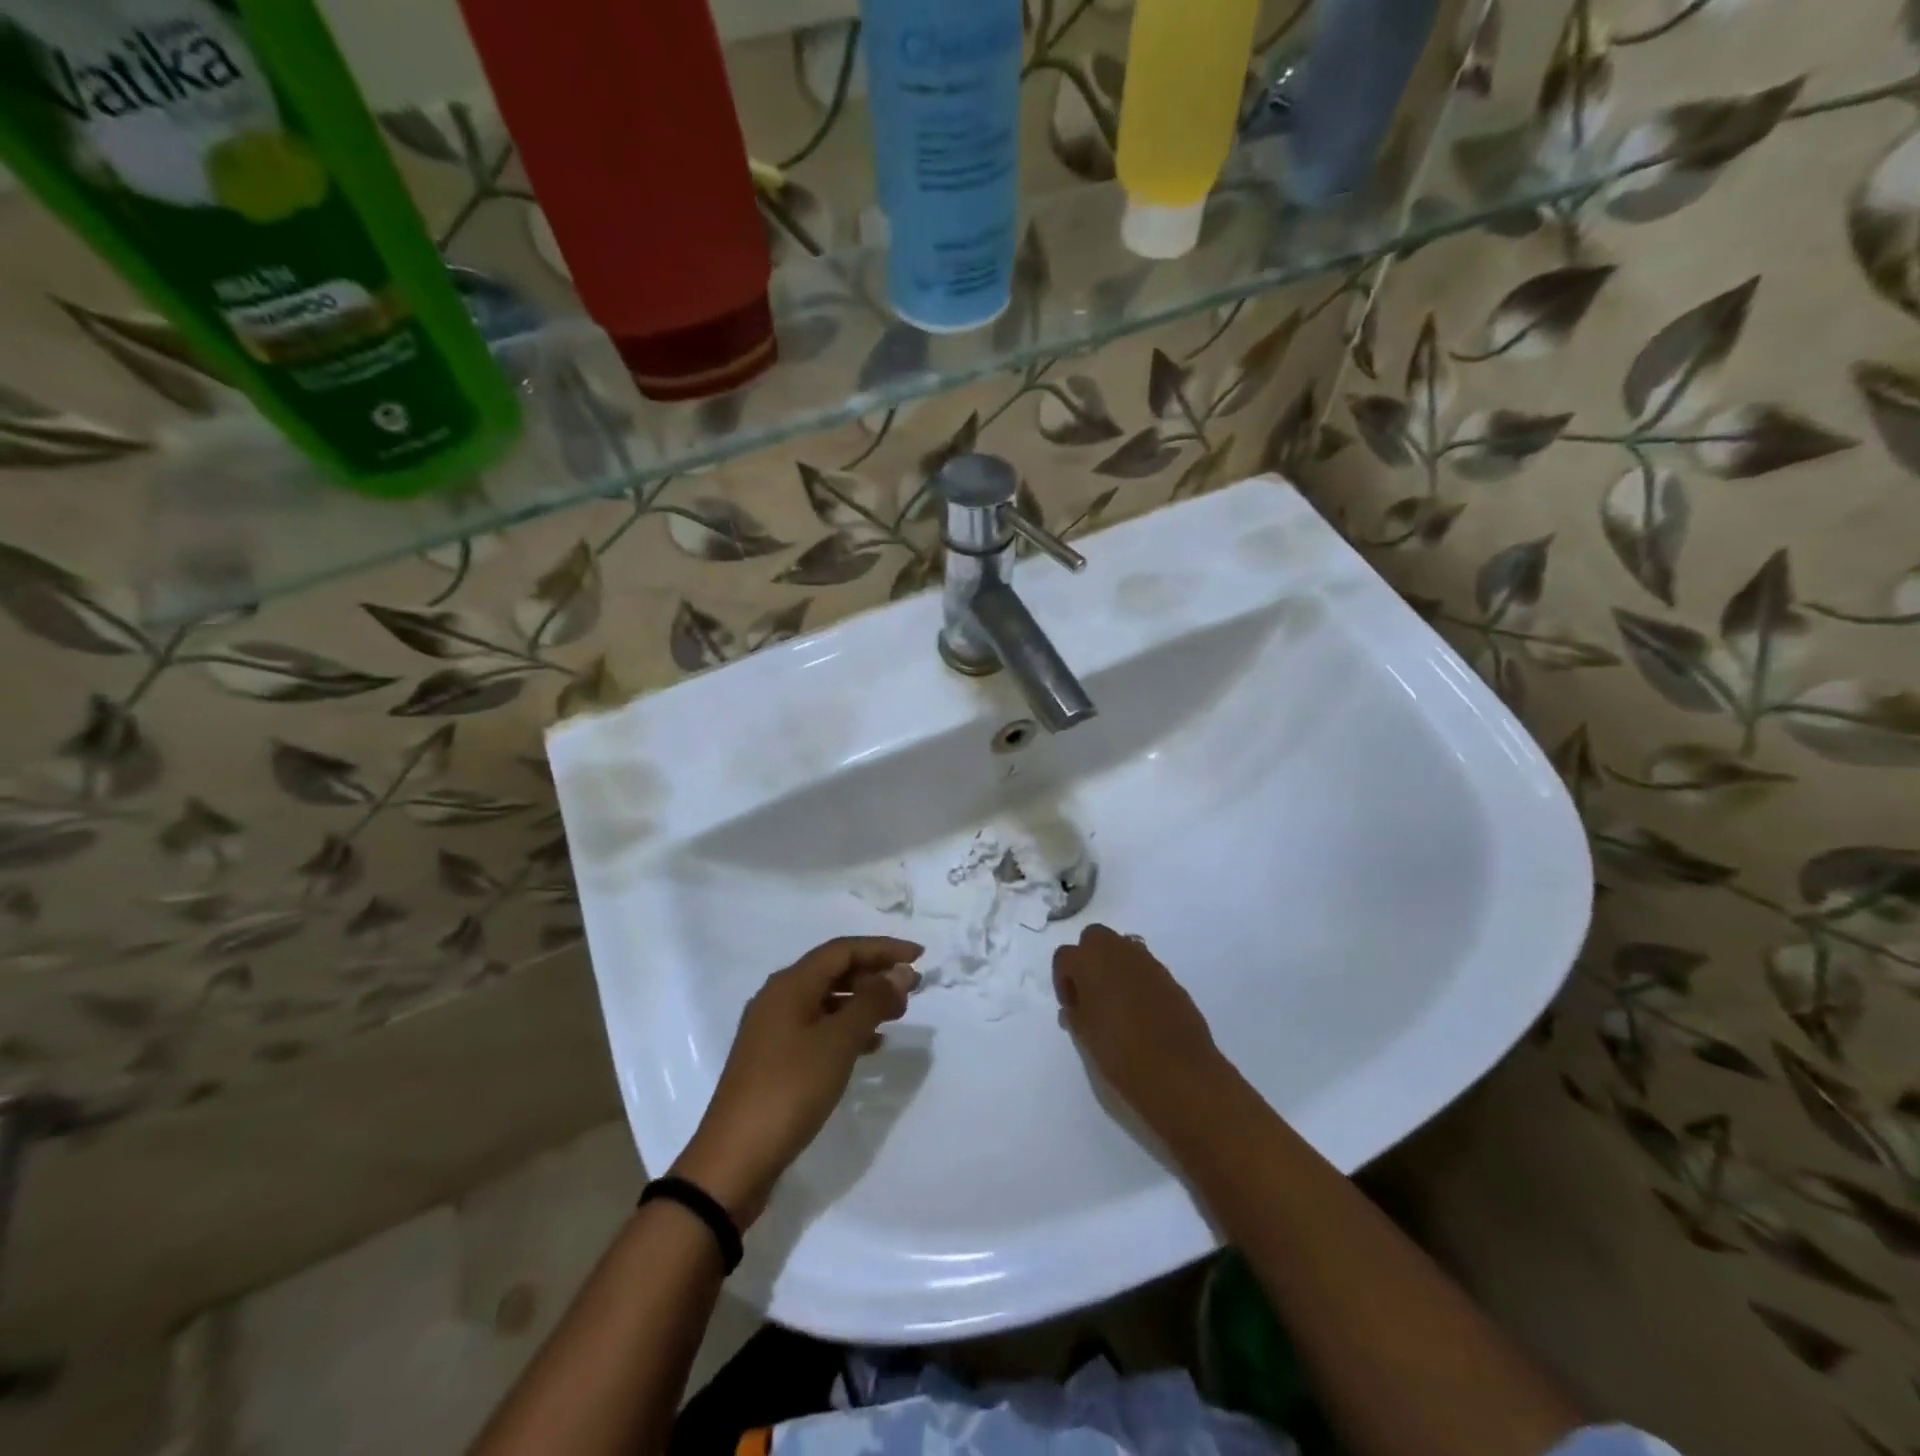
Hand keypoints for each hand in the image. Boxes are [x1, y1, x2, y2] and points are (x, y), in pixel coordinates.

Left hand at [674, 937, 920, 1225]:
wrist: (734, 1160)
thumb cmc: (790, 1090)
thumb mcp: (837, 1043)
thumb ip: (872, 1002)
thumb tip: (901, 970)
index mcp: (789, 985)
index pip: (843, 950)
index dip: (883, 948)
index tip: (919, 956)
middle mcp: (778, 998)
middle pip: (834, 971)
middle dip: (875, 974)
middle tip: (913, 989)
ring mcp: (773, 1029)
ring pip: (827, 1000)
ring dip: (863, 1002)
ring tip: (898, 1014)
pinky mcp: (774, 1058)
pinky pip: (818, 1027)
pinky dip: (847, 1028)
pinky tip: (871, 1046)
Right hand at [1053, 925, 1224, 1128]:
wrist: (1179, 1072)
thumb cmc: (1121, 1053)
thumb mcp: (1085, 1036)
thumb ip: (1075, 1013)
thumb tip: (1074, 1006)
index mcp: (1090, 961)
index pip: (1065, 956)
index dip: (1062, 980)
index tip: (1070, 1007)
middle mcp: (1118, 951)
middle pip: (1094, 937)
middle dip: (1088, 959)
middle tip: (1090, 993)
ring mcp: (1148, 962)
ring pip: (1122, 947)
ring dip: (1113, 966)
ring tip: (1115, 1002)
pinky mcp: (1170, 977)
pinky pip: (1144, 967)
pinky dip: (1136, 979)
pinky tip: (1140, 1011)